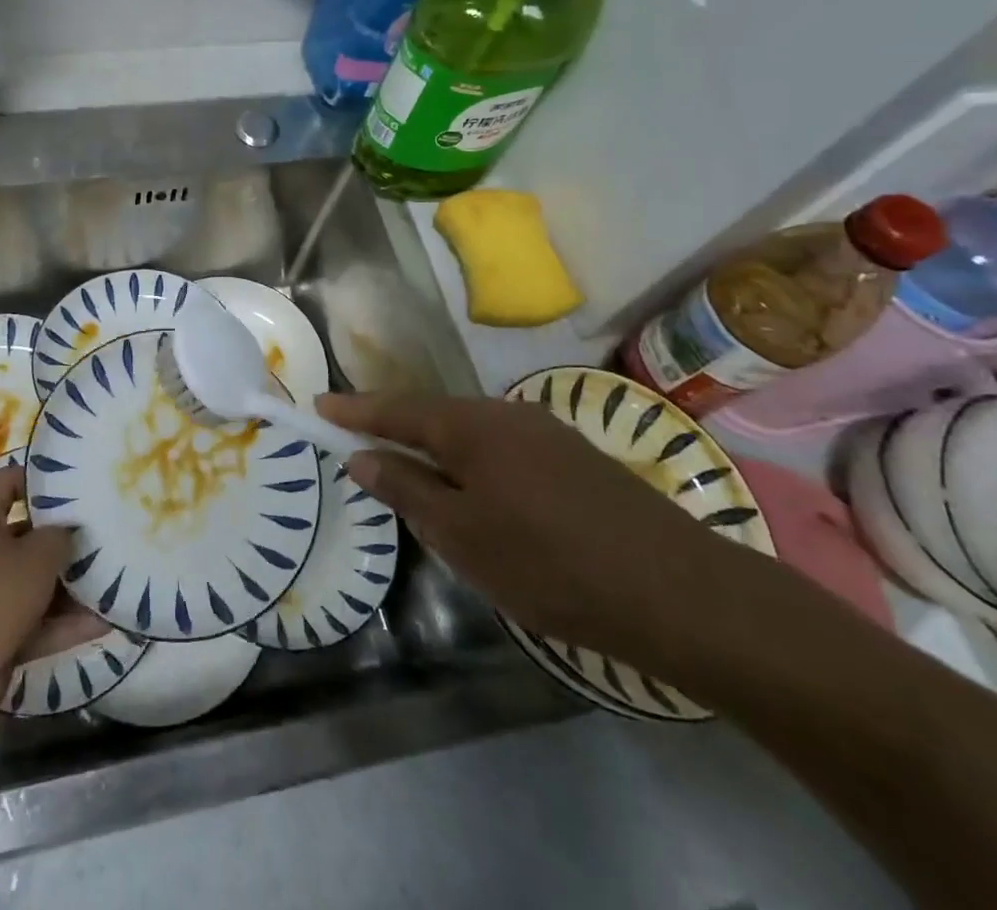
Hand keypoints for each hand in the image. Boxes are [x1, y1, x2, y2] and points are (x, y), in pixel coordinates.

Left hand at [0, 468, 108, 725]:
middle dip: (66, 539)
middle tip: (108, 532)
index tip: (74, 481)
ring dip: (73, 587)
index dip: (36, 478)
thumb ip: (60, 537)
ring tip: (117, 578)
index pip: (6, 484)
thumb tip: (73, 531)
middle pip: (29, 539)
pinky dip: (69, 625)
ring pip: (38, 586)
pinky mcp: (0, 643)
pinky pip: (41, 625)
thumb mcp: (34, 556)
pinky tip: (107, 621)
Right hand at [321, 392, 745, 669]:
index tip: (317, 404)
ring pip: (469, 433)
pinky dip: (471, 463)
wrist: (679, 592)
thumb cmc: (549, 564)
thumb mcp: (461, 535)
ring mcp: (544, 432)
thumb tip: (362, 456)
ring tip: (411, 474)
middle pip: (432, 414)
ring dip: (434, 448)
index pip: (395, 409)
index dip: (353, 410)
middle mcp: (504, 413)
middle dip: (393, 427)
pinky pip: (501, 449)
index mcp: (470, 425)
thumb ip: (407, 489)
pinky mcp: (573, 458)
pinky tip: (476, 494)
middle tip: (357, 443)